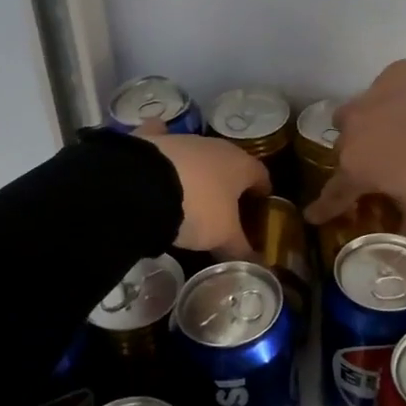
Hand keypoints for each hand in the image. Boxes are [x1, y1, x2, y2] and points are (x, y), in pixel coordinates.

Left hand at [136, 123, 269, 258]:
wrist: (143, 188)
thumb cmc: (197, 210)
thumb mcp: (223, 238)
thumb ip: (241, 250)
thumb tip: (256, 266)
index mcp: (241, 165)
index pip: (262, 175)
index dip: (262, 192)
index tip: (259, 207)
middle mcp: (215, 146)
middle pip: (230, 163)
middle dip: (229, 182)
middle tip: (224, 207)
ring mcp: (182, 139)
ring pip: (197, 153)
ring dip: (198, 170)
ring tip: (190, 194)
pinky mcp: (151, 139)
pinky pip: (160, 139)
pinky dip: (161, 148)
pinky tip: (157, 162)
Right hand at [303, 59, 405, 245]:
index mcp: (357, 167)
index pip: (334, 193)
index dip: (324, 207)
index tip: (311, 215)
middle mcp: (353, 129)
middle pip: (345, 149)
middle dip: (358, 160)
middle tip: (382, 167)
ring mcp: (371, 95)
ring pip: (356, 113)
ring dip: (368, 126)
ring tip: (397, 132)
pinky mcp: (394, 72)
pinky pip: (387, 89)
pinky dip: (397, 100)